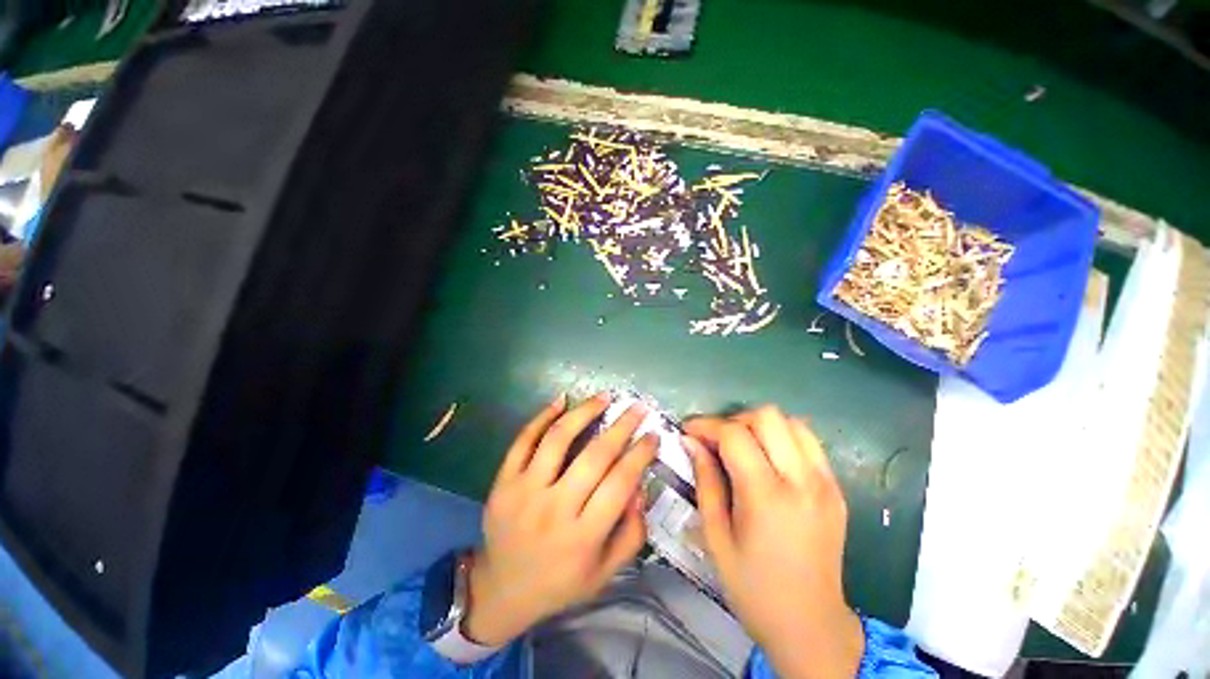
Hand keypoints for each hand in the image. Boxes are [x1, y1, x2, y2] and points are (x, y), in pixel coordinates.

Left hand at [463, 393, 657, 645]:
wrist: (502, 589)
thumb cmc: (560, 582)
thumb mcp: (605, 572)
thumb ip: (632, 533)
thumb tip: (641, 485)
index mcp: (583, 537)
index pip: (620, 483)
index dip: (640, 453)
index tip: (653, 434)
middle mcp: (554, 509)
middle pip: (594, 456)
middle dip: (622, 426)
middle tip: (637, 408)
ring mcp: (524, 491)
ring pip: (558, 438)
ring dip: (584, 411)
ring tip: (604, 397)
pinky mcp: (503, 480)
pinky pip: (524, 439)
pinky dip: (543, 415)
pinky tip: (562, 400)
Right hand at [685, 406, 863, 678]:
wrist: (811, 625)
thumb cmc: (753, 586)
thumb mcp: (716, 536)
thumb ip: (705, 480)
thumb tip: (691, 441)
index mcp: (767, 496)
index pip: (734, 434)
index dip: (706, 425)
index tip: (688, 431)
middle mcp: (802, 481)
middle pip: (768, 416)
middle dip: (734, 420)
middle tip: (717, 442)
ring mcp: (826, 483)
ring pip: (792, 422)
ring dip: (761, 426)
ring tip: (743, 449)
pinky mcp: (836, 489)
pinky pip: (808, 443)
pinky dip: (783, 439)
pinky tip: (768, 462)